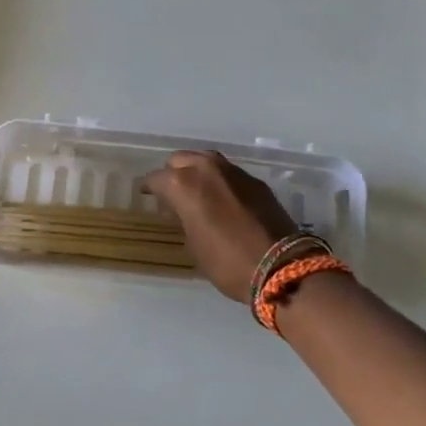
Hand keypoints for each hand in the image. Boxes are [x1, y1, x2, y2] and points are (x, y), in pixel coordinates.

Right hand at [141, 150, 297, 301]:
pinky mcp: (255, 181)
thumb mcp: (193, 245)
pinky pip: (228, 172)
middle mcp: (206, 169)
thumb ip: (183, 219)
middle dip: (173, 173)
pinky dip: (219, 180)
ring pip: (205, 160)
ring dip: (196, 171)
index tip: (146, 196)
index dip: (149, 188)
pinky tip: (221, 197)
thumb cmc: (226, 262)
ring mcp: (233, 171)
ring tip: (195, 190)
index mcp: (183, 185)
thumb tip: (183, 211)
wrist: (279, 265)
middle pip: (181, 160)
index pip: (156, 179)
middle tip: (171, 192)